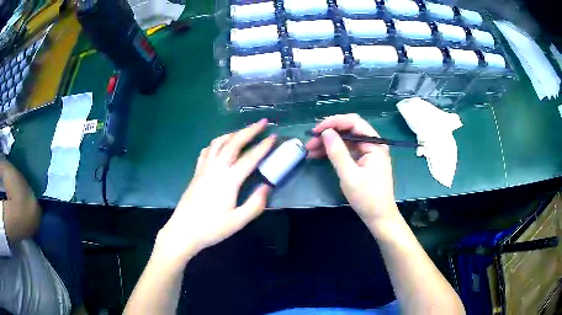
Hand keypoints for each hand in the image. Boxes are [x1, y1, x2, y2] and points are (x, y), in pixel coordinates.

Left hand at [155, 119, 275, 262]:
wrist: (183, 231)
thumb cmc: (211, 228)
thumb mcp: (237, 222)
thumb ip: (255, 204)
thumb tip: (267, 186)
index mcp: (228, 181)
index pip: (249, 158)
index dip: (263, 146)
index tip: (274, 136)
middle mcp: (215, 169)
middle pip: (233, 143)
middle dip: (249, 131)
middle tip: (262, 122)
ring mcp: (203, 168)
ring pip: (218, 143)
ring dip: (232, 134)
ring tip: (243, 132)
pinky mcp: (196, 172)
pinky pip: (207, 150)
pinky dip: (217, 143)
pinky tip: (221, 146)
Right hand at [306, 114, 396, 223]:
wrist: (379, 217)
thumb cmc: (367, 197)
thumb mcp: (349, 175)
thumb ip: (338, 152)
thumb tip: (326, 132)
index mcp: (375, 144)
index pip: (354, 122)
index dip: (334, 122)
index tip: (317, 130)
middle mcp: (373, 144)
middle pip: (349, 130)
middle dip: (329, 133)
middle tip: (310, 142)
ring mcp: (368, 152)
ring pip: (346, 140)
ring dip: (329, 143)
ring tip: (310, 150)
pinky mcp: (364, 161)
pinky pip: (347, 150)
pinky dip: (334, 152)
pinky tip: (319, 155)